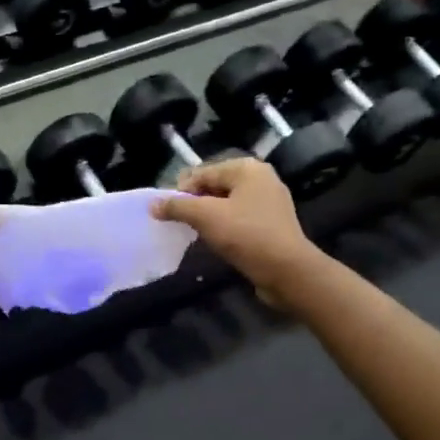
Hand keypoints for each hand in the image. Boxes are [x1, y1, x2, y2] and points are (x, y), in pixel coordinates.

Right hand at [152, 158, 323, 302]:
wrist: (287, 271)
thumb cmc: (246, 235)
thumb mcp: (206, 217)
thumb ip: (177, 207)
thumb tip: (153, 204)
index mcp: (247, 169)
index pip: (203, 172)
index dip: (181, 190)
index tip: (165, 211)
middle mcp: (261, 179)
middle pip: (215, 185)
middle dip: (194, 202)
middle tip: (177, 221)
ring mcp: (269, 202)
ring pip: (227, 203)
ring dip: (207, 215)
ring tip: (192, 231)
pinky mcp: (271, 223)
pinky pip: (239, 217)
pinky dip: (224, 225)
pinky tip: (214, 239)